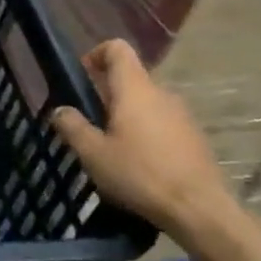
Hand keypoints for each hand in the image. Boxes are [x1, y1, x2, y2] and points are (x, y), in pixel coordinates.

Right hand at [49, 40, 237, 241]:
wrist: (200, 210)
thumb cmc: (140, 174)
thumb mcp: (94, 154)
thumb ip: (72, 127)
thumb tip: (60, 110)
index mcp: (135, 89)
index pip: (118, 49)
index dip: (97, 54)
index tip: (82, 77)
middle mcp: (162, 94)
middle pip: (131, 78)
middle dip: (107, 94)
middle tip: (90, 123)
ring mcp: (183, 116)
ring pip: (147, 103)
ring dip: (127, 116)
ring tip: (113, 147)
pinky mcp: (195, 138)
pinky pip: (163, 123)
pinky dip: (147, 133)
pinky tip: (139, 164)